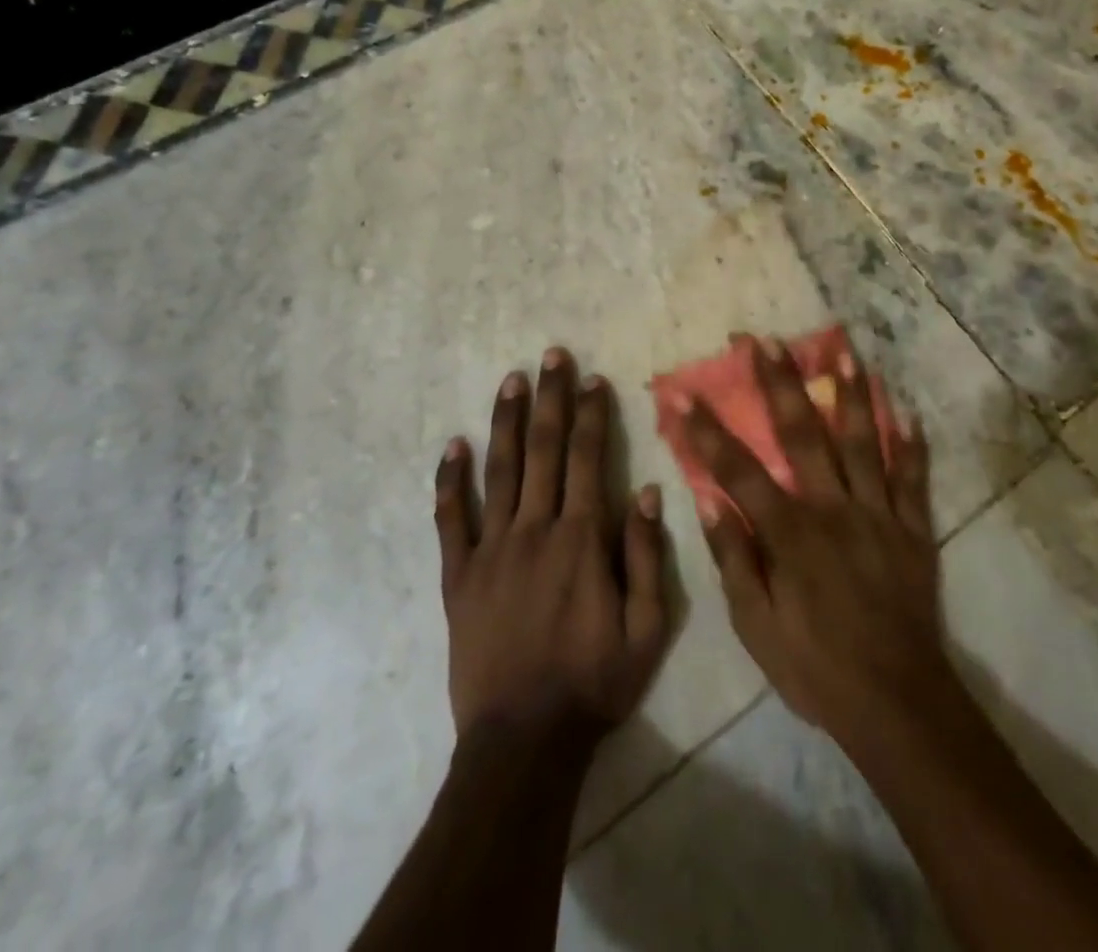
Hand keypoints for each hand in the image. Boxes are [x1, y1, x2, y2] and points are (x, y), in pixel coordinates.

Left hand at [435, 347, 668, 744]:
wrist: (523, 741)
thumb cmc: (594, 682)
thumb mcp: (647, 628)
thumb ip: (646, 555)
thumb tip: (646, 490)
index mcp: (581, 539)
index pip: (588, 458)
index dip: (591, 414)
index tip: (593, 378)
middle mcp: (535, 529)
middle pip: (543, 449)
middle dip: (551, 398)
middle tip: (552, 355)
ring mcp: (491, 550)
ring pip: (499, 471)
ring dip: (506, 421)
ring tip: (511, 379)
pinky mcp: (458, 576)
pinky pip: (451, 520)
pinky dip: (450, 481)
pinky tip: (453, 446)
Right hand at [668, 337, 954, 751]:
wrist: (896, 703)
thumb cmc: (815, 667)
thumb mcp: (756, 627)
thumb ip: (734, 560)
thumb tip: (712, 502)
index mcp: (790, 532)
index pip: (738, 469)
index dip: (707, 430)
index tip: (684, 393)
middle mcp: (833, 508)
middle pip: (802, 435)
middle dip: (779, 384)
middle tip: (765, 341)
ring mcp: (878, 514)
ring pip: (862, 443)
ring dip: (850, 395)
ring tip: (842, 353)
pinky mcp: (913, 530)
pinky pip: (913, 479)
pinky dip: (911, 446)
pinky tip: (908, 413)